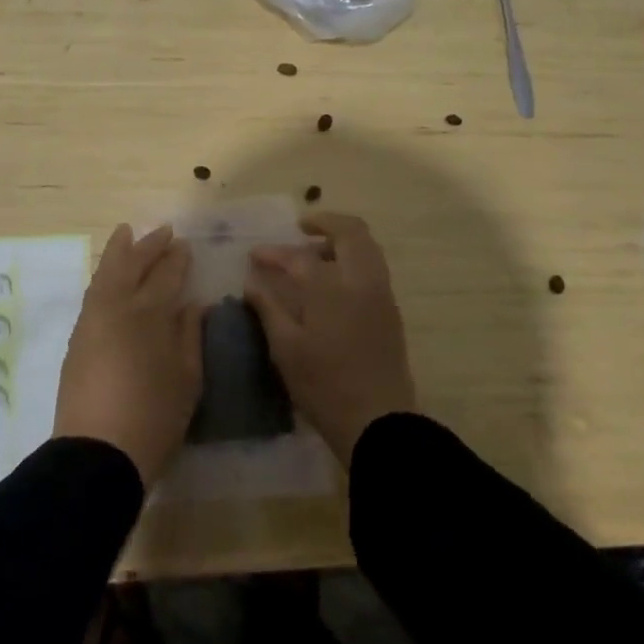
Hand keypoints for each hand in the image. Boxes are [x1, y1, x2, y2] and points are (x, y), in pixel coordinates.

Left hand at [54, 224, 202, 488]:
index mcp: (150, 315)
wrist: (98, 452)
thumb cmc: (154, 417)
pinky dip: (103, 275)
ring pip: (105, 274)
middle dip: (148, 246)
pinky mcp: (78, 338)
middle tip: (162, 230)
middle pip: (131, 265)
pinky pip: (93, 292)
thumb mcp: (187, 378)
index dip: (176, 259)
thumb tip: (192, 305)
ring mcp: (92, 321)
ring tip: (126, 234)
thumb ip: (190, 336)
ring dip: (118, 252)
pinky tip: (109, 275)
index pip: (166, 276)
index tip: (184, 244)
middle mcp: (118, 308)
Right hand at [246, 212, 417, 465]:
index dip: (273, 253)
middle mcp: (361, 280)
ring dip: (342, 240)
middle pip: (351, 232)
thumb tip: (252, 283)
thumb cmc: (324, 386)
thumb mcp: (285, 349)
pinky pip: (374, 267)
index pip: (298, 257)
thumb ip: (268, 309)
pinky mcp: (391, 310)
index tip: (254, 256)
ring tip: (316, 252)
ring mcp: (381, 294)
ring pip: (368, 247)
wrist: (378, 421)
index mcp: (331, 287)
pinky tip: (334, 280)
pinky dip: (354, 259)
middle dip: (325, 222)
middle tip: (301, 228)